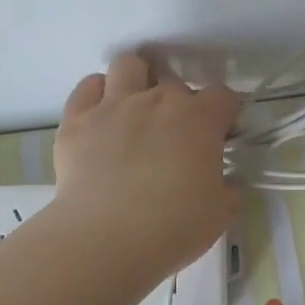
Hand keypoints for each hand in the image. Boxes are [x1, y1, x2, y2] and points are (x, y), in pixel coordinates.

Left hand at [54, 53, 243, 281]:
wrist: (106, 239)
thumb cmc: (173, 227)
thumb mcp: (220, 214)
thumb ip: (227, 190)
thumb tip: (224, 183)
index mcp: (199, 120)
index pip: (223, 97)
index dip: (225, 113)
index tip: (221, 134)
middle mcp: (157, 100)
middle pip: (174, 81)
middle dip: (179, 102)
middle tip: (174, 134)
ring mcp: (114, 105)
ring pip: (129, 65)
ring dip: (137, 80)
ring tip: (135, 107)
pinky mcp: (77, 120)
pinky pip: (87, 86)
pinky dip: (96, 94)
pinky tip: (101, 116)